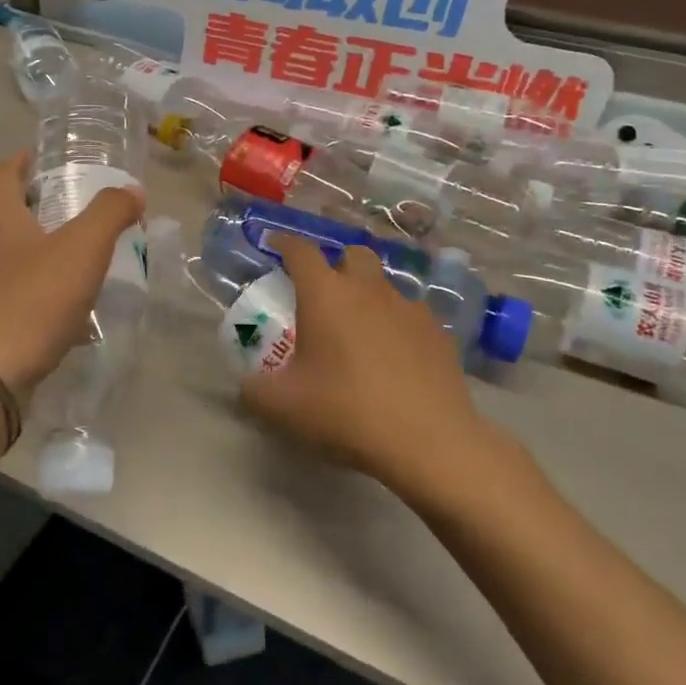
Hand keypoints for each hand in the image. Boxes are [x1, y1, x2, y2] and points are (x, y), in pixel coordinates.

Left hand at [0, 152, 143, 393]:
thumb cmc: (31, 302)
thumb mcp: (81, 249)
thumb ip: (110, 213)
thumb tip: (131, 190)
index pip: (3, 174)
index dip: (24, 159)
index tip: (48, 158)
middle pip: (8, 215)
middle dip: (42, 207)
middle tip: (82, 209)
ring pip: (15, 259)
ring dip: (46, 253)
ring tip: (85, 261)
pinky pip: (20, 298)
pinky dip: (46, 295)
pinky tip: (75, 315)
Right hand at [240, 237, 523, 502]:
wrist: (429, 441)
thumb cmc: (346, 411)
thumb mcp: (282, 407)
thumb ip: (254, 391)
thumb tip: (246, 385)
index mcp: (325, 294)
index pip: (300, 250)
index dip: (285, 243)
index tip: (275, 246)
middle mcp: (368, 289)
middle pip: (352, 253)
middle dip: (336, 264)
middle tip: (324, 292)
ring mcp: (409, 308)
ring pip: (385, 286)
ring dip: (369, 297)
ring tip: (360, 332)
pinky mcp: (439, 333)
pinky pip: (412, 317)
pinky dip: (398, 327)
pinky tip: (396, 359)